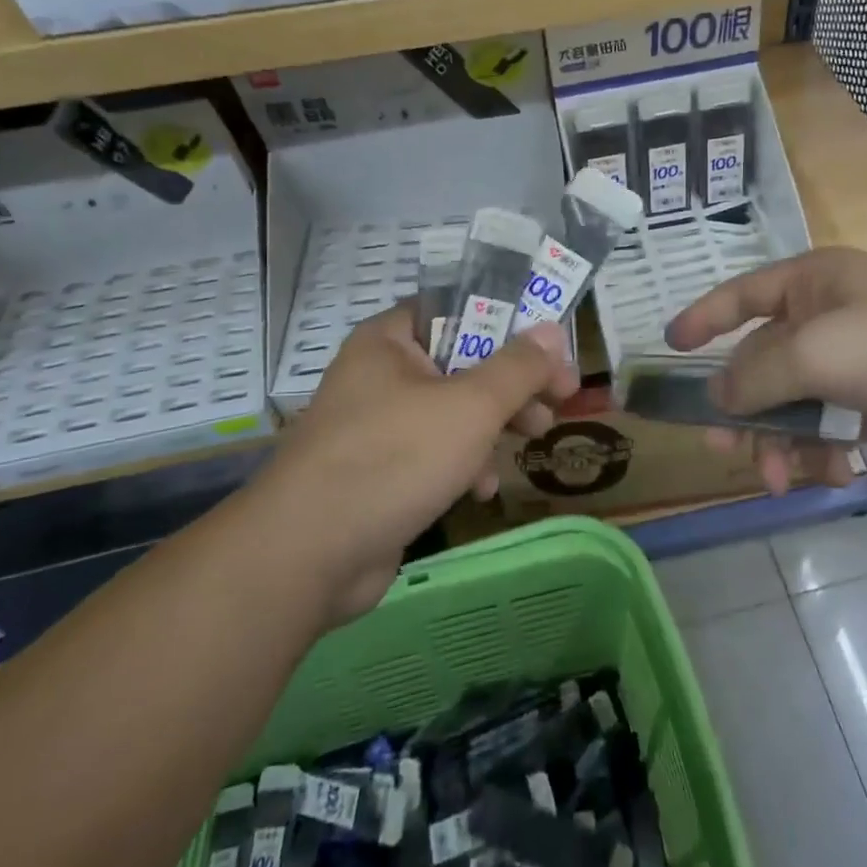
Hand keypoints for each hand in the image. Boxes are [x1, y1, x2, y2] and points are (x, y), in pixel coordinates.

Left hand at [252, 305, 579, 623]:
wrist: (308, 555)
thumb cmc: (395, 457)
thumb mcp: (471, 405)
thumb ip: (518, 367)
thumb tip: (554, 331)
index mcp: (390, 341)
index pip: (457, 311)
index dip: (509, 325)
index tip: (550, 350)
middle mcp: (379, 375)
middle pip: (462, 363)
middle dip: (512, 384)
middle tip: (558, 399)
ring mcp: (376, 426)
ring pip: (452, 411)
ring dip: (495, 425)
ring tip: (533, 438)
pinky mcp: (379, 473)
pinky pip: (432, 453)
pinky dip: (462, 463)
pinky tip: (480, 489)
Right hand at [665, 248, 866, 493]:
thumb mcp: (815, 352)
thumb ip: (756, 374)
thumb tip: (716, 397)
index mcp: (811, 284)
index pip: (741, 295)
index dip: (703, 318)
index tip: (669, 345)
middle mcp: (827, 317)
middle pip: (762, 362)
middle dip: (742, 408)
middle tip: (721, 449)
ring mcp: (854, 363)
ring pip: (793, 403)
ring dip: (780, 441)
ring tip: (780, 478)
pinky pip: (828, 427)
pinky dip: (821, 451)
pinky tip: (831, 472)